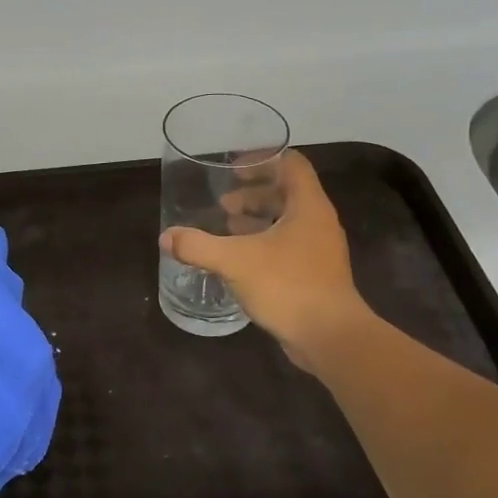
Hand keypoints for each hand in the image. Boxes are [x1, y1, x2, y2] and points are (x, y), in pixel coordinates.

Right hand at [159, 150, 373, 374]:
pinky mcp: (315, 273)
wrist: (330, 337)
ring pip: (287, 220)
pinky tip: (240, 258)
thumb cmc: (288, 286)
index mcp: (308, 206)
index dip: (262, 160)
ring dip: (257, 218)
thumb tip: (167, 237)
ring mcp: (319, 249)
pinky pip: (288, 245)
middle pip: (287, 192)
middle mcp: (318, 222)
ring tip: (227, 226)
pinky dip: (263, 242)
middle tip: (223, 203)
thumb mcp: (235, 262)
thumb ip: (198, 246)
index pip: (291, 164)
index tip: (233, 169)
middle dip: (253, 193)